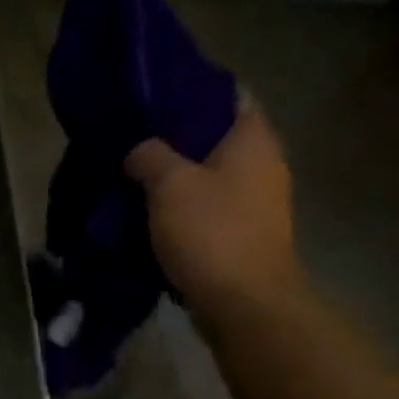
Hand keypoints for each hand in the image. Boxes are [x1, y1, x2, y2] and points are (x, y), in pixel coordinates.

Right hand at [124, 101, 307, 313]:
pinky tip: (156, 223)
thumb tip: (139, 149)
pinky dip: (185, 214)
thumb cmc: (211, 234)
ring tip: (137, 189)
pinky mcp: (246, 236)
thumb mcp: (169, 186)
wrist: (243, 303)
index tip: (150, 108)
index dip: (187, 97)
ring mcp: (258, 202)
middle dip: (176, 146)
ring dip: (178, 185)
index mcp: (253, 136)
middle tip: (134, 152)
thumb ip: (150, 157)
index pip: (224, 95)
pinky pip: (210, 213)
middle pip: (215, 141)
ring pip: (210, 180)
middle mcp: (264, 162)